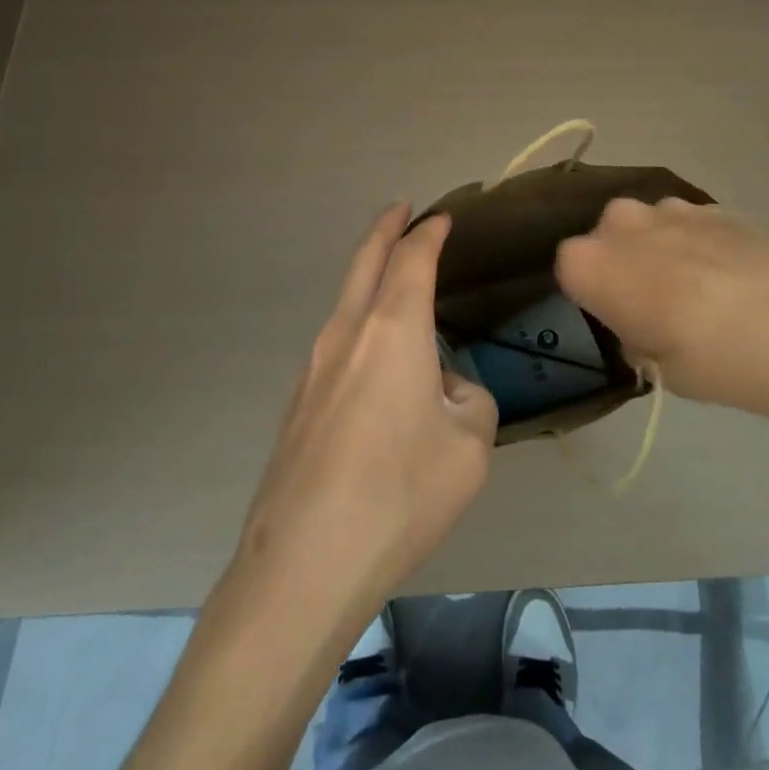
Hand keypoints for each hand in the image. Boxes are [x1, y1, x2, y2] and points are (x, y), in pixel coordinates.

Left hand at [233, 204, 497, 629]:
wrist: (305, 559)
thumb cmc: (400, 491)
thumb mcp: (469, 447)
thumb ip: (470, 401)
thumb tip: (447, 390)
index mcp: (393, 328)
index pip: (412, 258)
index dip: (429, 232)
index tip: (442, 218)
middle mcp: (348, 332)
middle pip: (365, 261)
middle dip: (385, 229)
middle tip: (401, 210)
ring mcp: (314, 366)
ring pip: (346, 300)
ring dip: (370, 279)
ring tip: (395, 283)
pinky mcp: (299, 402)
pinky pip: (337, 344)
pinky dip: (360, 326)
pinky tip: (377, 366)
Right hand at [556, 197, 768, 435]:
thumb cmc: (714, 360)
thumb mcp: (656, 367)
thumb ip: (631, 332)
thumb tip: (639, 320)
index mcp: (590, 261)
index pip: (568, 269)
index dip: (591, 295)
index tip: (617, 319)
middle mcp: (620, 222)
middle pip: (605, 239)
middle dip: (621, 264)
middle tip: (654, 306)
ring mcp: (670, 207)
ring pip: (647, 227)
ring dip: (659, 250)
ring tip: (699, 292)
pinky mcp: (713, 204)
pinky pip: (687, 224)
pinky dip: (697, 244)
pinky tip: (729, 279)